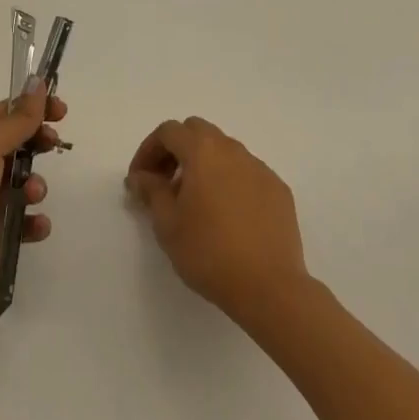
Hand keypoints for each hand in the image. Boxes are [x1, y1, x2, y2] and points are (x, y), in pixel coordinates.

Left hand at [0, 86, 66, 326]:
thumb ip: (18, 119)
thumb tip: (37, 82)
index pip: (8, 112)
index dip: (35, 107)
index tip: (62, 110)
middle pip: (19, 145)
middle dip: (39, 144)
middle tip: (53, 145)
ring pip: (23, 184)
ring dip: (36, 186)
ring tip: (32, 195)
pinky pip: (21, 222)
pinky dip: (32, 223)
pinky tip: (36, 226)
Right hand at [126, 117, 309, 323]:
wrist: (269, 287)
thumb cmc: (209, 253)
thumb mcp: (167, 224)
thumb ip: (151, 191)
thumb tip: (141, 176)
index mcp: (203, 151)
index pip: (168, 132)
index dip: (148, 150)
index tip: (139, 180)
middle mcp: (232, 149)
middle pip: (198, 132)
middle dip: (176, 150)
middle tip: (164, 182)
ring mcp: (260, 168)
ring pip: (224, 151)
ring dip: (203, 164)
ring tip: (195, 202)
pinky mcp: (278, 189)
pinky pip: (246, 173)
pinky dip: (229, 181)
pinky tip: (227, 215)